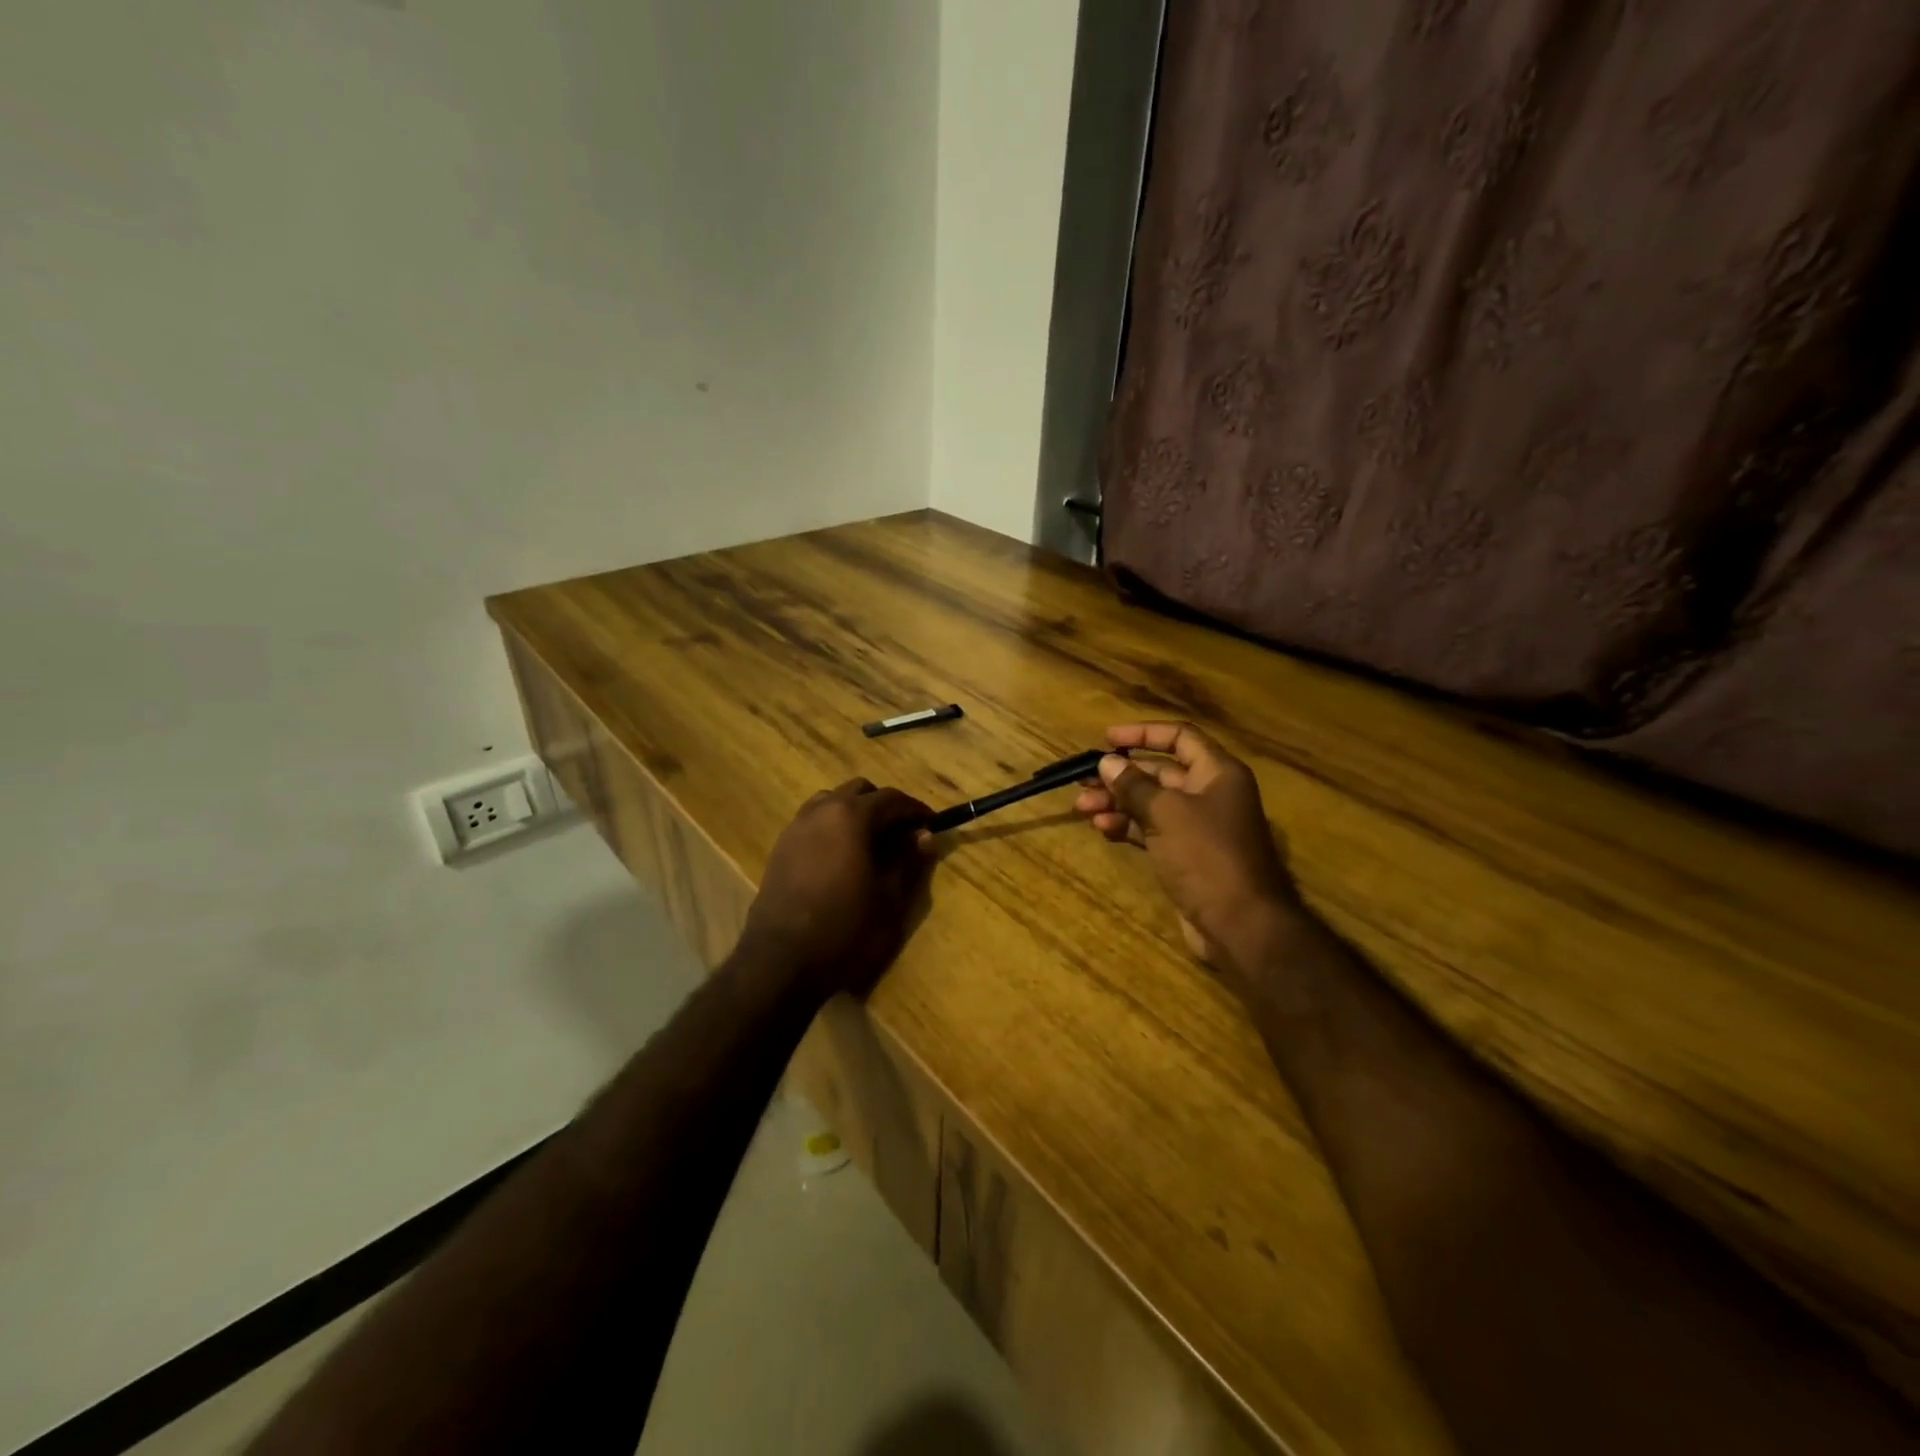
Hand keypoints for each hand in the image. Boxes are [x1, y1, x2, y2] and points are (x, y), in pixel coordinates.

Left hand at [740, 779, 933, 1000]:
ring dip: (855, 812)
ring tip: (870, 842)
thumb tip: (924, 835)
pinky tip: (841, 857)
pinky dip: (833, 826)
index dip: (916, 810)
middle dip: (884, 806)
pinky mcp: (781, 847)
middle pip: (859, 791)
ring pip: (831, 801)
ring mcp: (797, 827)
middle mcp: (822, 811)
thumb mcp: (889, 897)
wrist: (781, 959)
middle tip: (902, 834)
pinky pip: (813, 821)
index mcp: (851, 816)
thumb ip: (908, 859)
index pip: (892, 799)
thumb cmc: (844, 928)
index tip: (932, 824)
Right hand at [1074, 722, 1299, 977]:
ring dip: (1117, 802)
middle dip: (1120, 776)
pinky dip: (1128, 826)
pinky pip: (1152, 830)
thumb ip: (1134, 785)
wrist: (1240, 924)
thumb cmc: (1207, 856)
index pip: (1179, 737)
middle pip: (1160, 772)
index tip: (1107, 739)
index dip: (1142, 734)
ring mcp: (1199, 827)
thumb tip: (1107, 763)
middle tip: (1083, 781)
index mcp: (1217, 773)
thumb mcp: (1166, 813)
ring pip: (1151, 804)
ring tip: (1083, 808)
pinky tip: (1103, 829)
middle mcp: (1210, 794)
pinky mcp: (1187, 855)